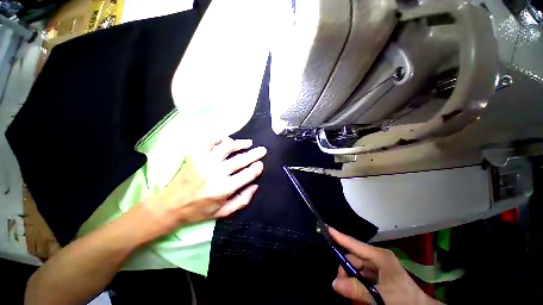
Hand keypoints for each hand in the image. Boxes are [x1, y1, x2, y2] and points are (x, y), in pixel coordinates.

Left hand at [144, 137, 265, 235]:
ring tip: (248, 143)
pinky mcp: (194, 156)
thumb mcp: (223, 212)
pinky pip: (209, 142)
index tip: (260, 164)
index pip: (247, 174)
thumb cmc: (199, 211)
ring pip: (227, 147)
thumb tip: (255, 185)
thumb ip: (242, 200)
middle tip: (262, 150)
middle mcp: (216, 173)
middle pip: (240, 159)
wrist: (170, 206)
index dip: (257, 168)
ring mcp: (204, 162)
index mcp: (224, 189)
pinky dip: (219, 139)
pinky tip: (226, 139)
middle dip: (255, 154)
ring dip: (240, 143)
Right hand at [329, 228, 438, 304]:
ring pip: (356, 266)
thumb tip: (334, 283)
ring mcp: (378, 265)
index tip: (326, 228)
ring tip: (351, 291)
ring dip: (351, 277)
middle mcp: (377, 257)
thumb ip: (357, 289)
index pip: (354, 244)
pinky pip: (362, 273)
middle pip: (353, 257)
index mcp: (379, 256)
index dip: (339, 236)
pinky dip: (357, 281)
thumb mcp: (380, 296)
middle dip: (345, 269)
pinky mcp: (379, 273)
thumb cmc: (404, 300)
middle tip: (341, 284)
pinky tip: (359, 291)